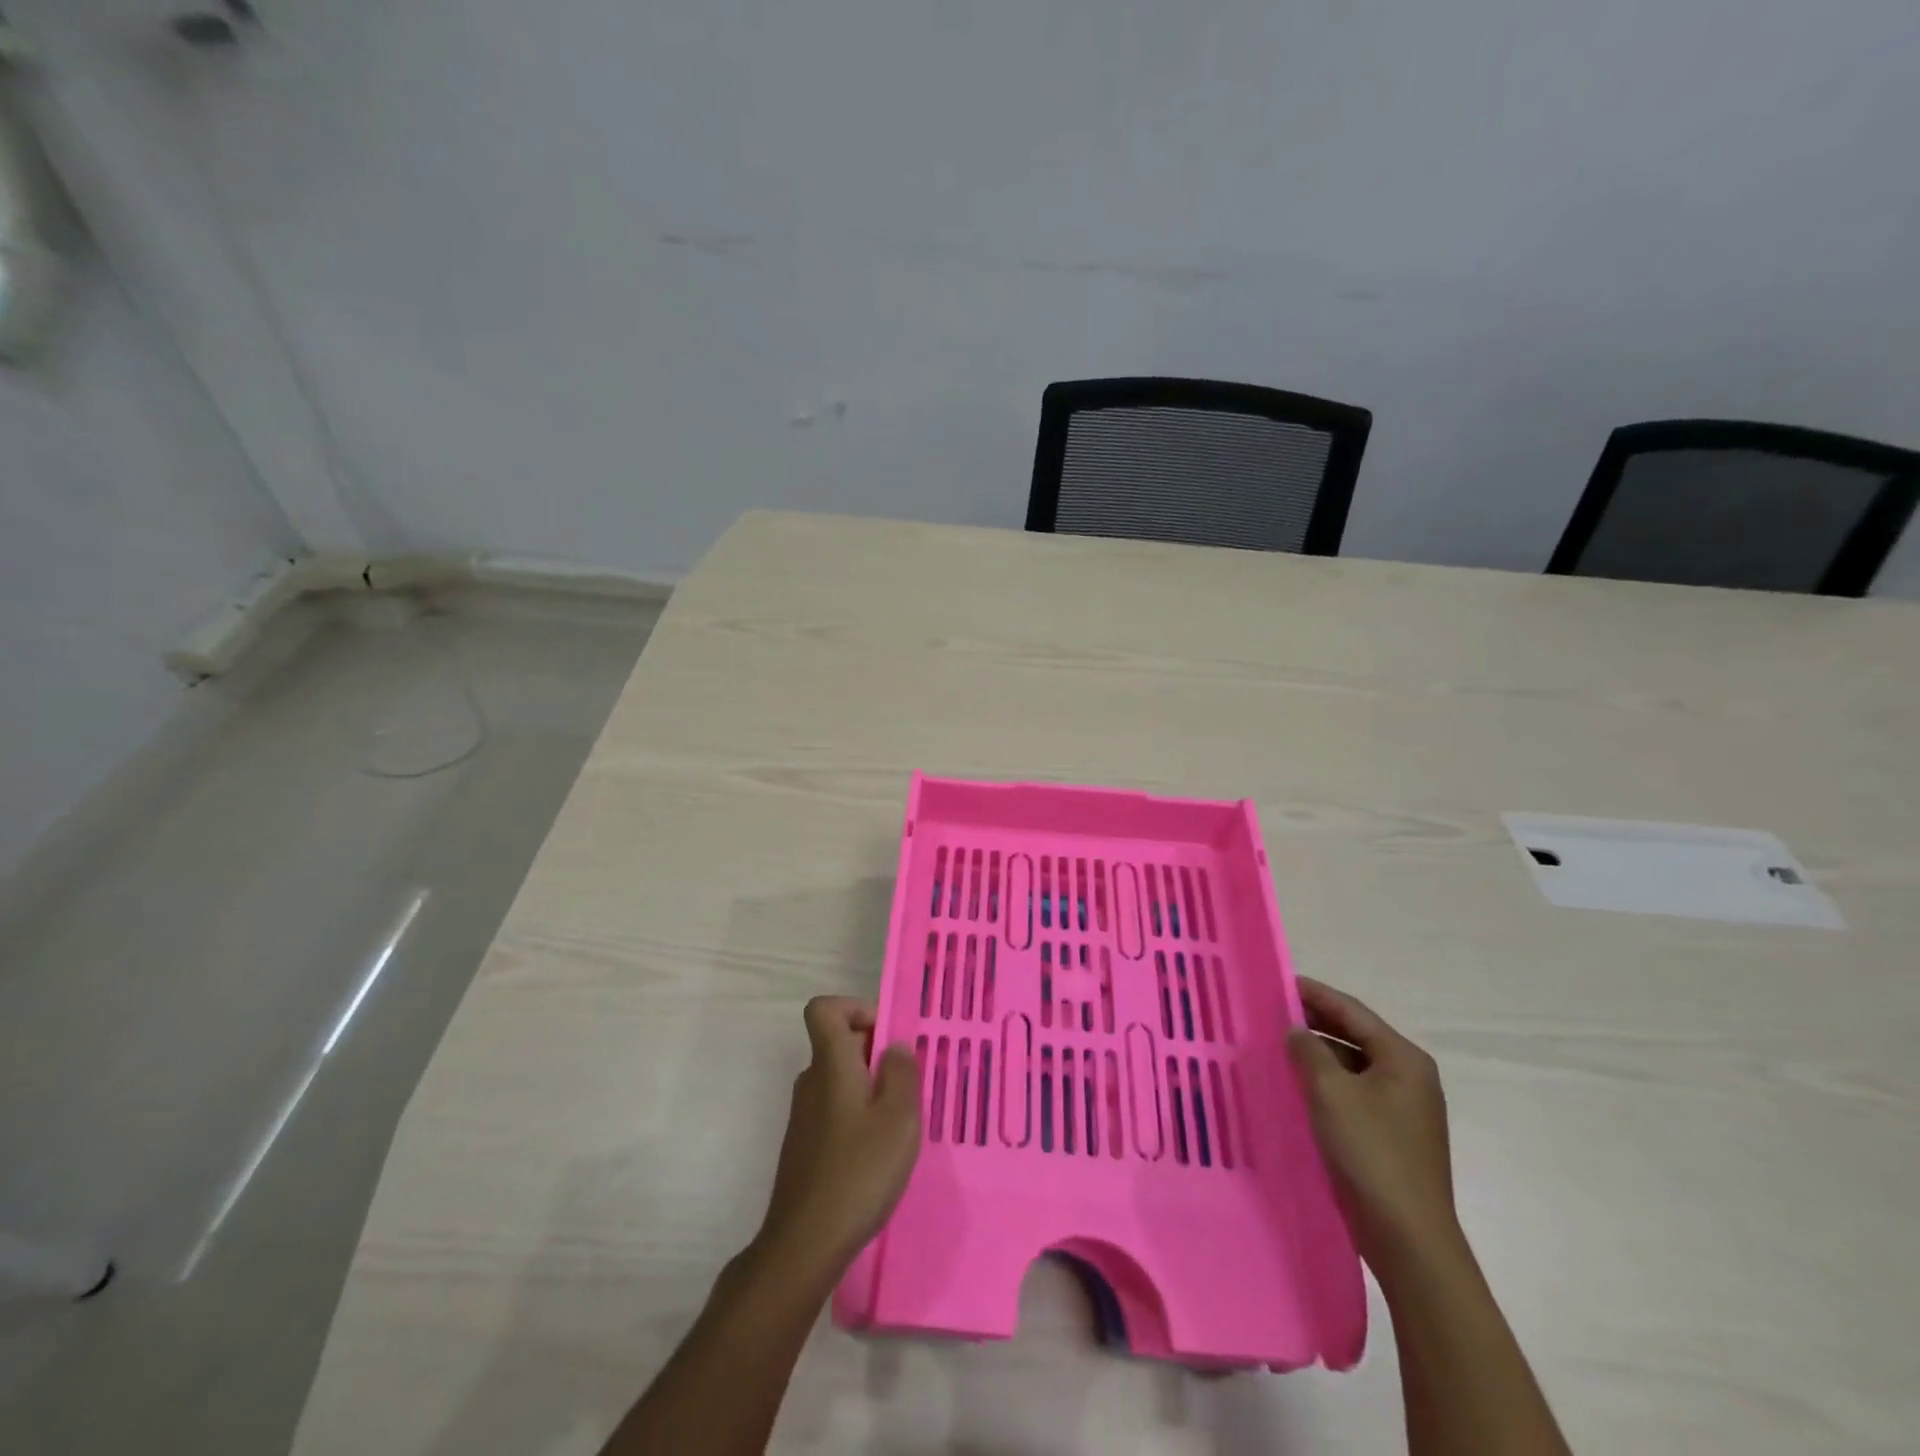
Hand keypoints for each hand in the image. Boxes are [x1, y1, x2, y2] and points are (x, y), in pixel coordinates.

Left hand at [754, 997, 921, 1279]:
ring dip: (870, 1087)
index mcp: (830, 1064)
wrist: (804, 1244)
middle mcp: (811, 1081)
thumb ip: (902, 1073)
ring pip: (839, 1079)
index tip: (886, 1035)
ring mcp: (804, 1116)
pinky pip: (835, 1110)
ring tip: (900, 1122)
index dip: (855, 1008)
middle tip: (910, 1085)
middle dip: (875, 1053)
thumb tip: (895, 1047)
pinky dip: (858, 1116)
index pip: (824, 1009)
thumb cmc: (858, 1171)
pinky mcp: (805, 1146)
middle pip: (838, 1043)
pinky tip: (879, 1152)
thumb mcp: (899, 1118)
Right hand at [1286, 978, 1460, 1272]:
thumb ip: (1308, 1051)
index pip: (1352, 1011)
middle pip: (1354, 1036)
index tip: (1277, 982)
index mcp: (1403, 1059)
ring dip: (1317, 1056)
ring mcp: (1403, 1110)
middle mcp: (1409, 1078)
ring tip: (1276, 1048)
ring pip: (1352, 1066)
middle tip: (1270, 1013)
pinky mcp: (1392, 1137)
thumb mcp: (1330, 1092)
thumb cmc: (1371, 1153)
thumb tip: (1296, 1031)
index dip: (1314, 993)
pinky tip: (1296, 1088)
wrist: (1408, 1239)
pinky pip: (1353, 1094)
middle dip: (1313, 1023)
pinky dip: (1325, 1085)